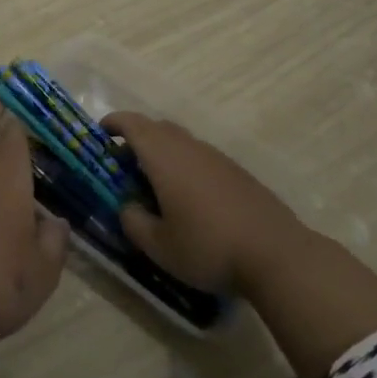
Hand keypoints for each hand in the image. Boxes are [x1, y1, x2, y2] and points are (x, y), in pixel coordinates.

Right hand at [104, 111, 304, 296]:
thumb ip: (134, 222)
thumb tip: (127, 207)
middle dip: (136, 137)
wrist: (276, 254)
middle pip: (158, 128)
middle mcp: (191, 148)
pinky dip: (184, 164)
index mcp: (165, 158)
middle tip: (121, 161)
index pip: (134, 125)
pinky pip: (201, 156)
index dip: (114, 123)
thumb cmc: (208, 248)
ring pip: (181, 141)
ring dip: (162, 151)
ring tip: (152, 181)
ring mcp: (218, 158)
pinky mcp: (237, 172)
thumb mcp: (159, 246)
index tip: (100, 132)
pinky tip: (187, 196)